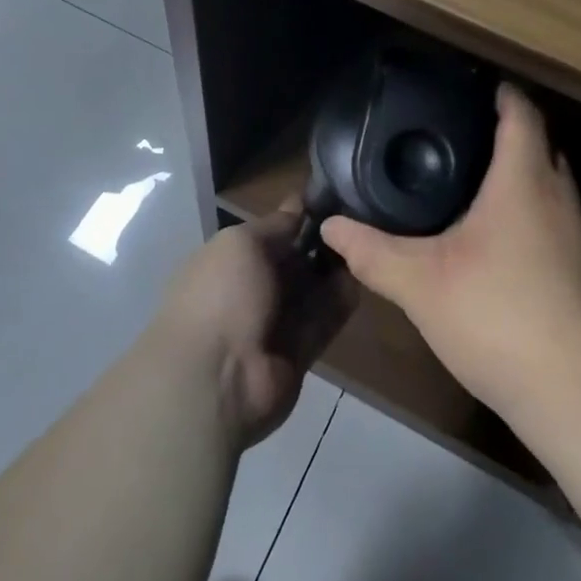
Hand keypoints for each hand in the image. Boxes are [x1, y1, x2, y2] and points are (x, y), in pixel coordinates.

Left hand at [155, 204, 356, 448]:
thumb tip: (299, 205)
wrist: (214, 379)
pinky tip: (362, 280)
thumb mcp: (242, 243)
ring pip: (310, 292)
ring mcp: (272, 325)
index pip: (269, 234)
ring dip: (334, 273)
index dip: (298, 218)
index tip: (334, 200)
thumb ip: (275, 226)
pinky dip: (339, 303)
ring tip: (366, 247)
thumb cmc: (221, 295)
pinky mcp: (296, 354)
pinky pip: (322, 322)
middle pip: (293, 263)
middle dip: (321, 245)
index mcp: (228, 261)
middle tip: (359, 224)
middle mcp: (249, 290)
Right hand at [320, 84, 580, 422]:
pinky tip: (509, 256)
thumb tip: (331, 228)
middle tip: (463, 144)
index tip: (475, 88)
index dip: (501, 95)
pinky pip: (564, 230)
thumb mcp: (421, 284)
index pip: (521, 115)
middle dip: (510, 139)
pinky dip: (538, 225)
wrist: (580, 393)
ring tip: (480, 196)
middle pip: (543, 149)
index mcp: (524, 181)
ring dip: (525, 185)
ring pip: (556, 193)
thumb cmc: (497, 316)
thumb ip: (373, 252)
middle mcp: (564, 199)